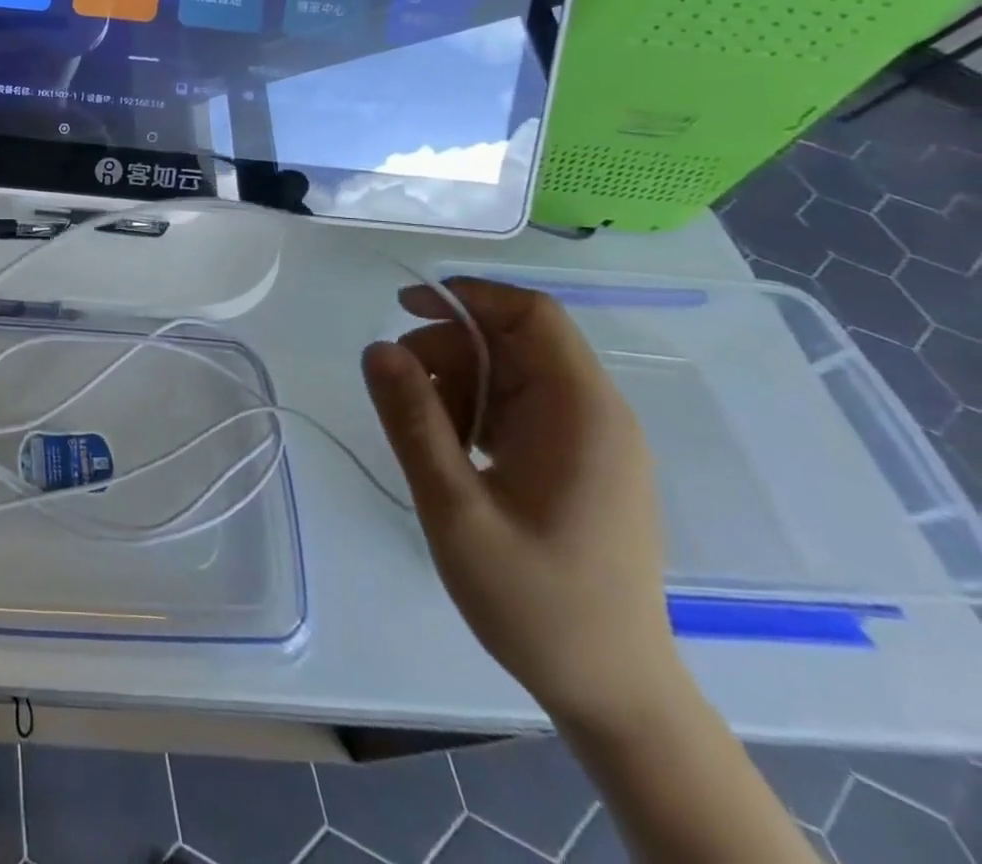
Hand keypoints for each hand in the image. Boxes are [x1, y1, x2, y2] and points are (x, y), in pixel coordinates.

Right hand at [361, 279, 682, 729]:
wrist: (611, 692)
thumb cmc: (536, 601)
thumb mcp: (455, 508)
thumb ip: (413, 421)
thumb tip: (377, 347)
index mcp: (581, 413)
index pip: (531, 314)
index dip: (466, 297)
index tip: (402, 310)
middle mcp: (594, 414)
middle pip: (512, 341)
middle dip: (446, 349)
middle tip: (399, 394)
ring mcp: (587, 440)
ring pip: (508, 373)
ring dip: (455, 383)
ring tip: (425, 437)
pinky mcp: (575, 463)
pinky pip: (515, 407)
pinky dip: (473, 412)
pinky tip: (451, 453)